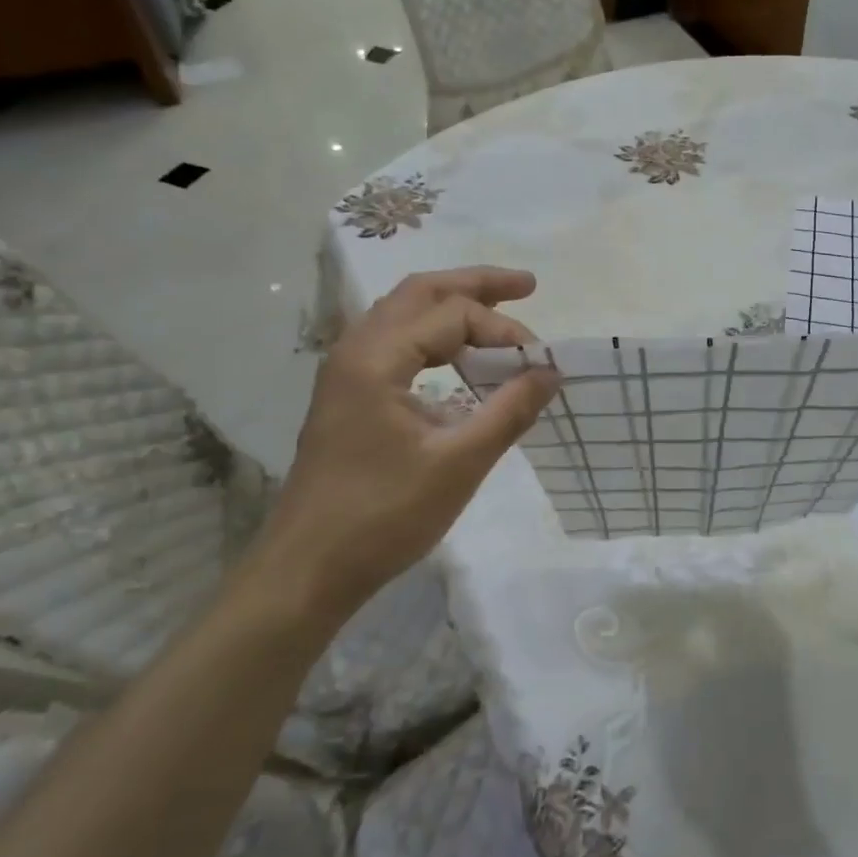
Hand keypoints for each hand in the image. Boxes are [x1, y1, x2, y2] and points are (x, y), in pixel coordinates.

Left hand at [254, 267, 558, 623]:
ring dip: (453, 306)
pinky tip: (460, 358)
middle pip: (420, 292)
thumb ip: (509, 411)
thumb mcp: (459, 464)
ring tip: (499, 312)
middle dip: (476, 284)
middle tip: (527, 286)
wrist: (306, 572)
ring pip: (404, 314)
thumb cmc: (382, 517)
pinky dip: (434, 336)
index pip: (453, 315)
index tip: (540, 363)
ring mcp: (346, 373)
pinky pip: (396, 343)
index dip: (504, 330)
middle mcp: (355, 351)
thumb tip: (551, 371)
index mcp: (376, 359)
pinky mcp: (348, 397)